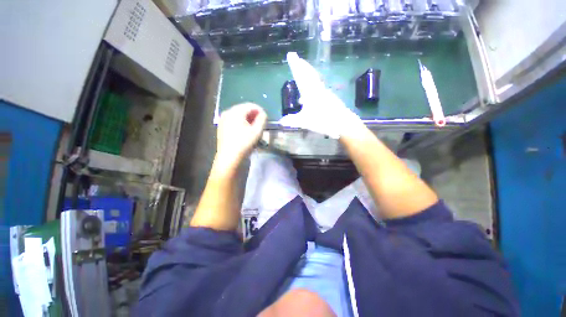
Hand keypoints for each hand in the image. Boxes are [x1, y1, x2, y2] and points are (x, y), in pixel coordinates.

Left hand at [214, 103, 266, 171]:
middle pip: (244, 110)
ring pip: (239, 116)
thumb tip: (263, 114)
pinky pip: (234, 122)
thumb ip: (262, 119)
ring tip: (254, 129)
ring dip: (249, 121)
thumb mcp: (257, 131)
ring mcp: (223, 120)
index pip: (251, 106)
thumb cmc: (244, 143)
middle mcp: (228, 113)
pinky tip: (246, 132)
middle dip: (254, 116)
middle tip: (261, 125)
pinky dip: (242, 124)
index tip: (266, 119)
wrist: (229, 158)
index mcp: (236, 111)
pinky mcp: (222, 128)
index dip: (261, 111)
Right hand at [279, 52, 362, 138]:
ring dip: (307, 75)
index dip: (295, 65)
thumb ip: (293, 121)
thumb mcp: (305, 122)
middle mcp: (318, 89)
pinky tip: (308, 96)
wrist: (342, 123)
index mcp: (310, 92)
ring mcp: (325, 93)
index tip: (291, 54)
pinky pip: (318, 88)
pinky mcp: (329, 98)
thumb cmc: (323, 120)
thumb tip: (281, 121)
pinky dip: (312, 86)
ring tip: (301, 74)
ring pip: (314, 80)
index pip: (301, 76)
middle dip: (302, 66)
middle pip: (309, 74)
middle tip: (297, 58)